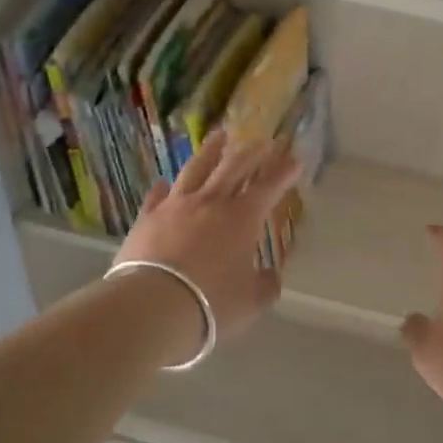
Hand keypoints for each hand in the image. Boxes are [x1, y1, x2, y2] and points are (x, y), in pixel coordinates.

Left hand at [113, 130, 301, 346]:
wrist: (152, 305)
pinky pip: (157, 196)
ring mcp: (175, 206)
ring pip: (196, 169)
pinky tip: (164, 182)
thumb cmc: (211, 303)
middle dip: (252, 152)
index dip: (284, 172)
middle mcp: (210, 202)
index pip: (268, 187)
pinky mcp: (147, 218)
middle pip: (234, 167)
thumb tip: (270, 276)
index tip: (295, 158)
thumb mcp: (251, 302)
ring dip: (211, 151)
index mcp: (242, 218)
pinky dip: (163, 188)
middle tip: (263, 141)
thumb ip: (265, 286)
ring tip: (219, 136)